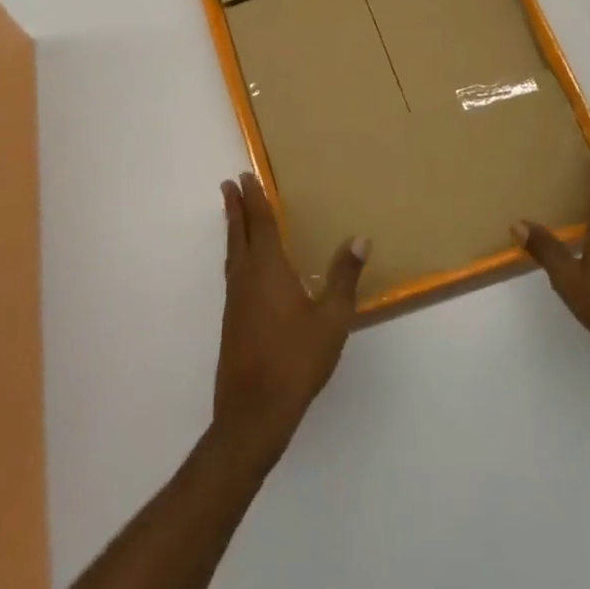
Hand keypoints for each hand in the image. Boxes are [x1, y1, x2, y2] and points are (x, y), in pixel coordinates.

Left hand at [212, 173, 366, 467]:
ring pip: (232, 255)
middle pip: (238, 235)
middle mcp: (246, 279)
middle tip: (228, 185)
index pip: (260, 225)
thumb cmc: (296, 360)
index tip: (245, 176)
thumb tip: (360, 238)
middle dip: (235, 208)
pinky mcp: (232, 321)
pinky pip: (233, 274)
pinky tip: (243, 268)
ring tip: (233, 216)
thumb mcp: (332, 319)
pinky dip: (235, 255)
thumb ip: (345, 277)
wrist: (254, 411)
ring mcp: (235, 302)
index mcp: (268, 271)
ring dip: (233, 230)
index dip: (255, 199)